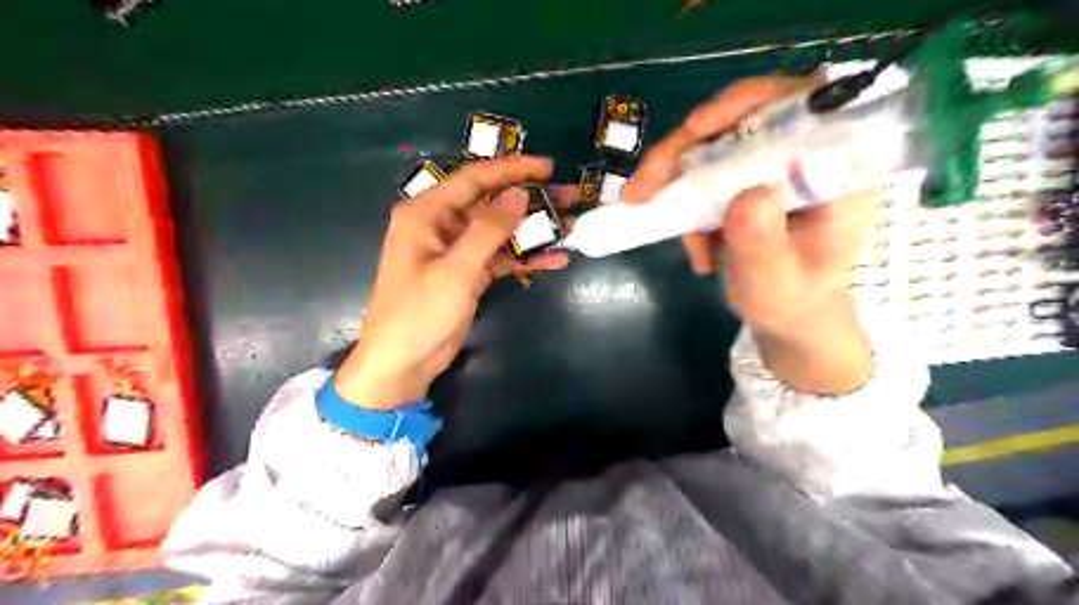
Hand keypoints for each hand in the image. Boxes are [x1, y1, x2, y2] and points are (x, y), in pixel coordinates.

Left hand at [335, 156, 571, 409]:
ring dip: (533, 229)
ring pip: (500, 230)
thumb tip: (520, 194)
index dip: (512, 169)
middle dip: (530, 199)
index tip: (548, 167)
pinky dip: (526, 257)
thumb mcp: (455, 270)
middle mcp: (441, 224)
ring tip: (571, 226)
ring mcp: (456, 250)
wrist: (402, 363)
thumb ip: (488, 230)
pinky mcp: (468, 273)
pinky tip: (556, 258)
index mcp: (426, 213)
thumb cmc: (419, 313)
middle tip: (569, 196)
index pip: (474, 179)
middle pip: (491, 203)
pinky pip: (501, 257)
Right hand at [626, 75, 876, 393]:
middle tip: (644, 183)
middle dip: (685, 149)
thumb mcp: (777, 283)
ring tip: (643, 206)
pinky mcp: (744, 181)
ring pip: (713, 144)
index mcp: (836, 172)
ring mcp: (769, 168)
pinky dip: (681, 199)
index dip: (749, 102)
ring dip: (672, 175)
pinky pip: (702, 172)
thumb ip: (764, 245)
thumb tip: (747, 194)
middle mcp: (803, 157)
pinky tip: (692, 246)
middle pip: (743, 120)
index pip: (803, 106)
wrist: (789, 314)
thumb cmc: (794, 301)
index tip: (698, 128)